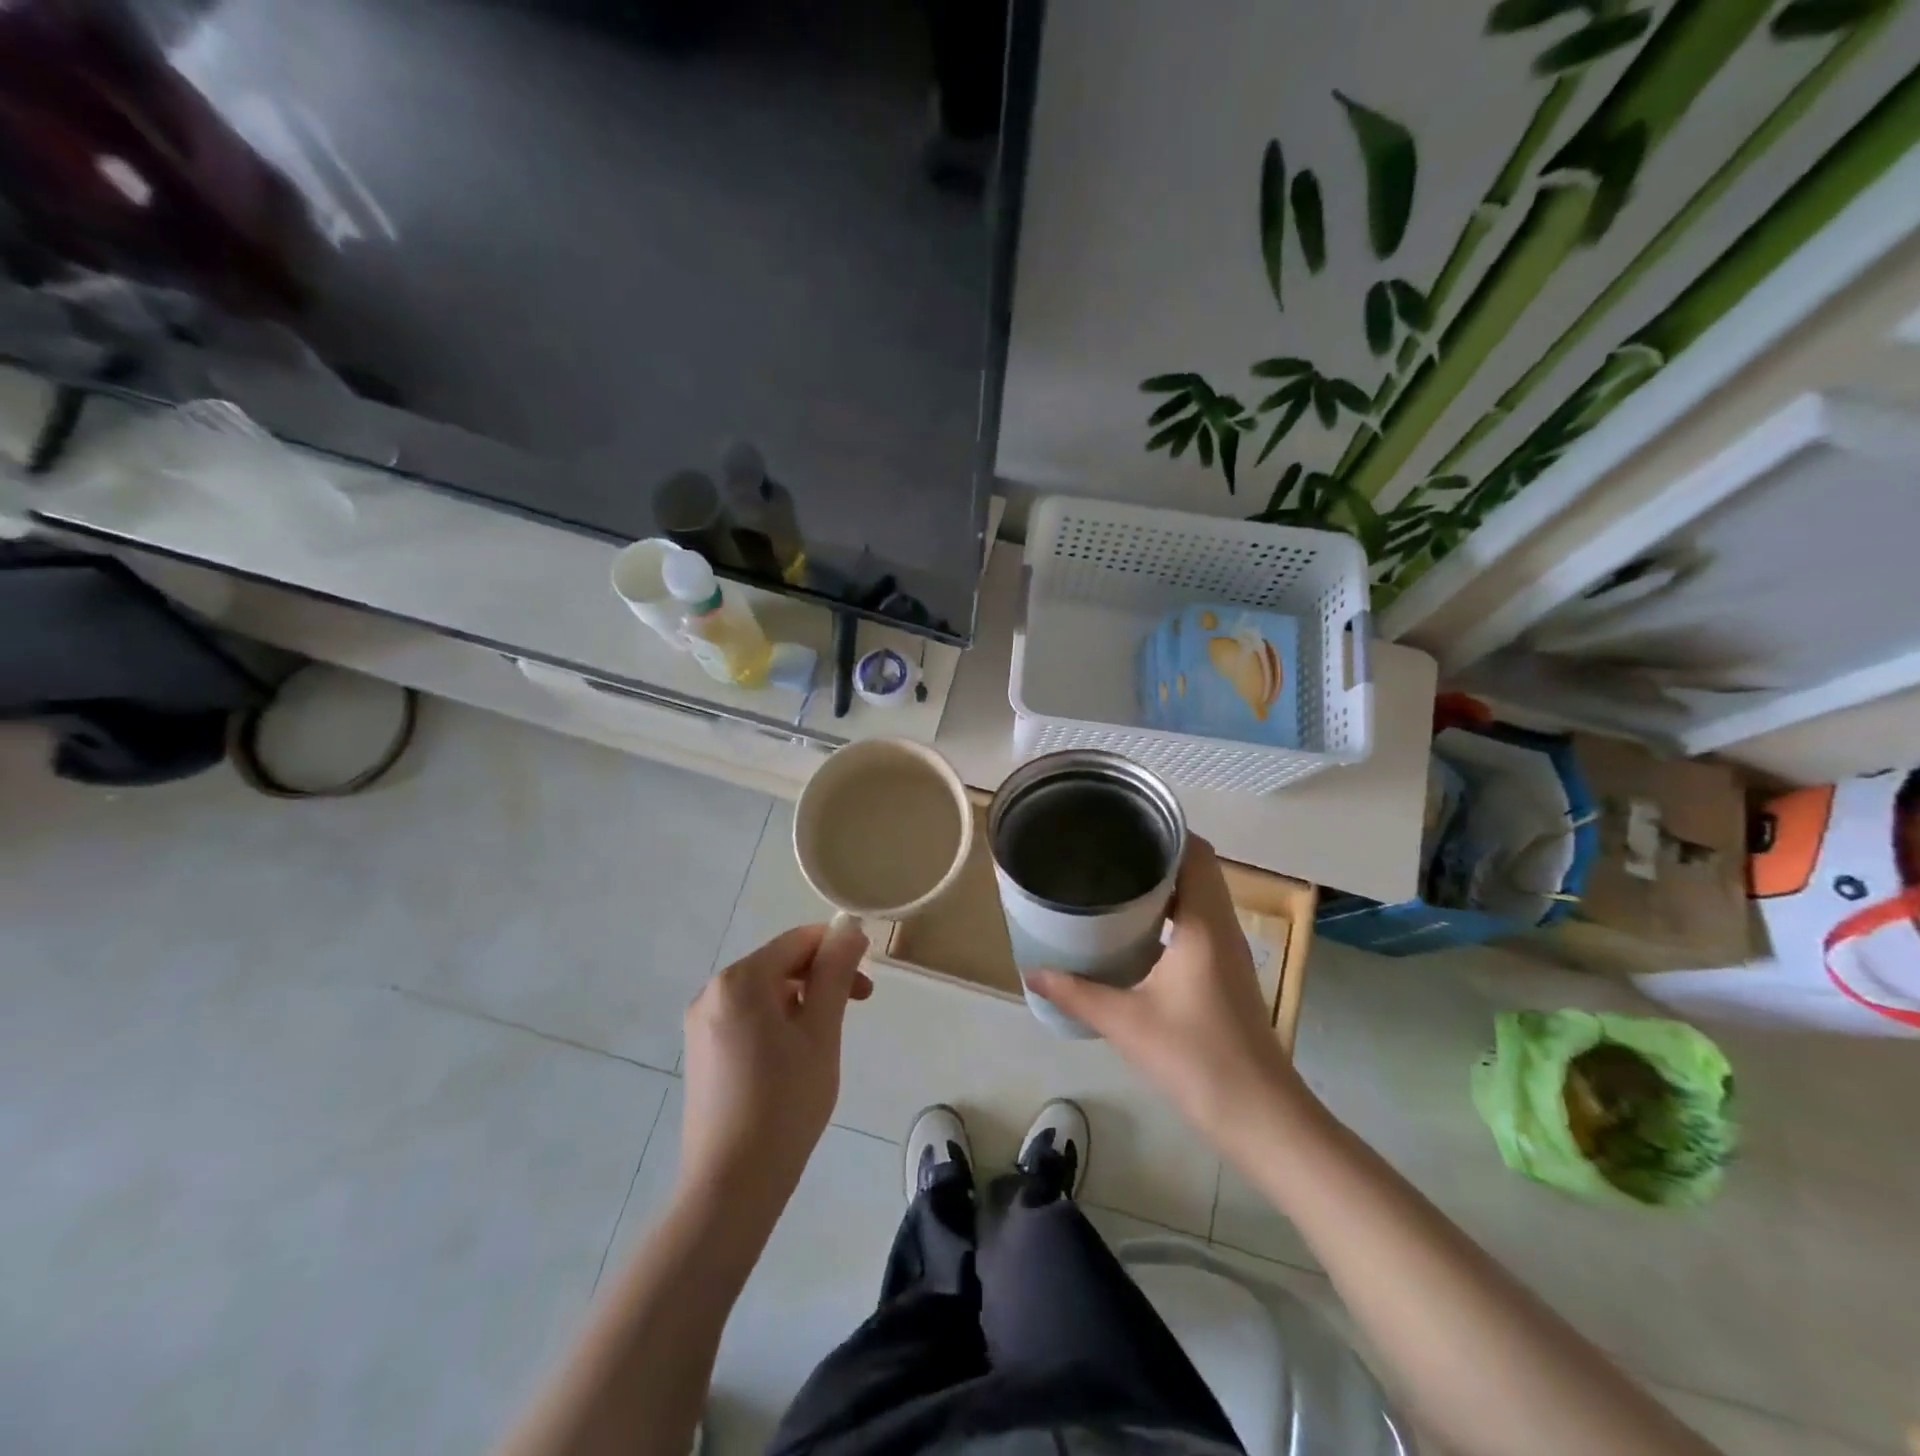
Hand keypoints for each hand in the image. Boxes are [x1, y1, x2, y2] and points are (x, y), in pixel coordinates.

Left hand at [680, 920, 871, 1213]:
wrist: (731, 1186)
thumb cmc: (785, 1102)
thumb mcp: (821, 1031)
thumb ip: (835, 972)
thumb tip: (849, 929)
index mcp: (740, 980)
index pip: (798, 941)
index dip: (837, 949)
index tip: (866, 982)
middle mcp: (712, 992)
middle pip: (779, 964)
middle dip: (821, 977)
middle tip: (857, 1008)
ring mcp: (701, 1024)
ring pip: (764, 992)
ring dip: (802, 1001)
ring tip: (826, 1040)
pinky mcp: (700, 1052)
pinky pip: (747, 1017)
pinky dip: (777, 1022)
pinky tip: (793, 1059)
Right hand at [1028, 839, 1303, 1138]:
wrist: (1261, 1118)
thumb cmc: (1197, 1059)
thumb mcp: (1127, 1023)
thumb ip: (1077, 993)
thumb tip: (1033, 973)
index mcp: (1204, 924)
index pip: (1195, 852)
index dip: (1163, 831)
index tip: (1121, 825)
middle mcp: (1221, 927)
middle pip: (1196, 869)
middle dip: (1153, 854)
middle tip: (1104, 851)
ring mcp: (1228, 951)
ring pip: (1197, 896)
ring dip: (1161, 884)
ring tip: (1111, 881)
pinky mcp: (1225, 973)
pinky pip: (1197, 922)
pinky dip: (1168, 912)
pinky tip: (1134, 930)